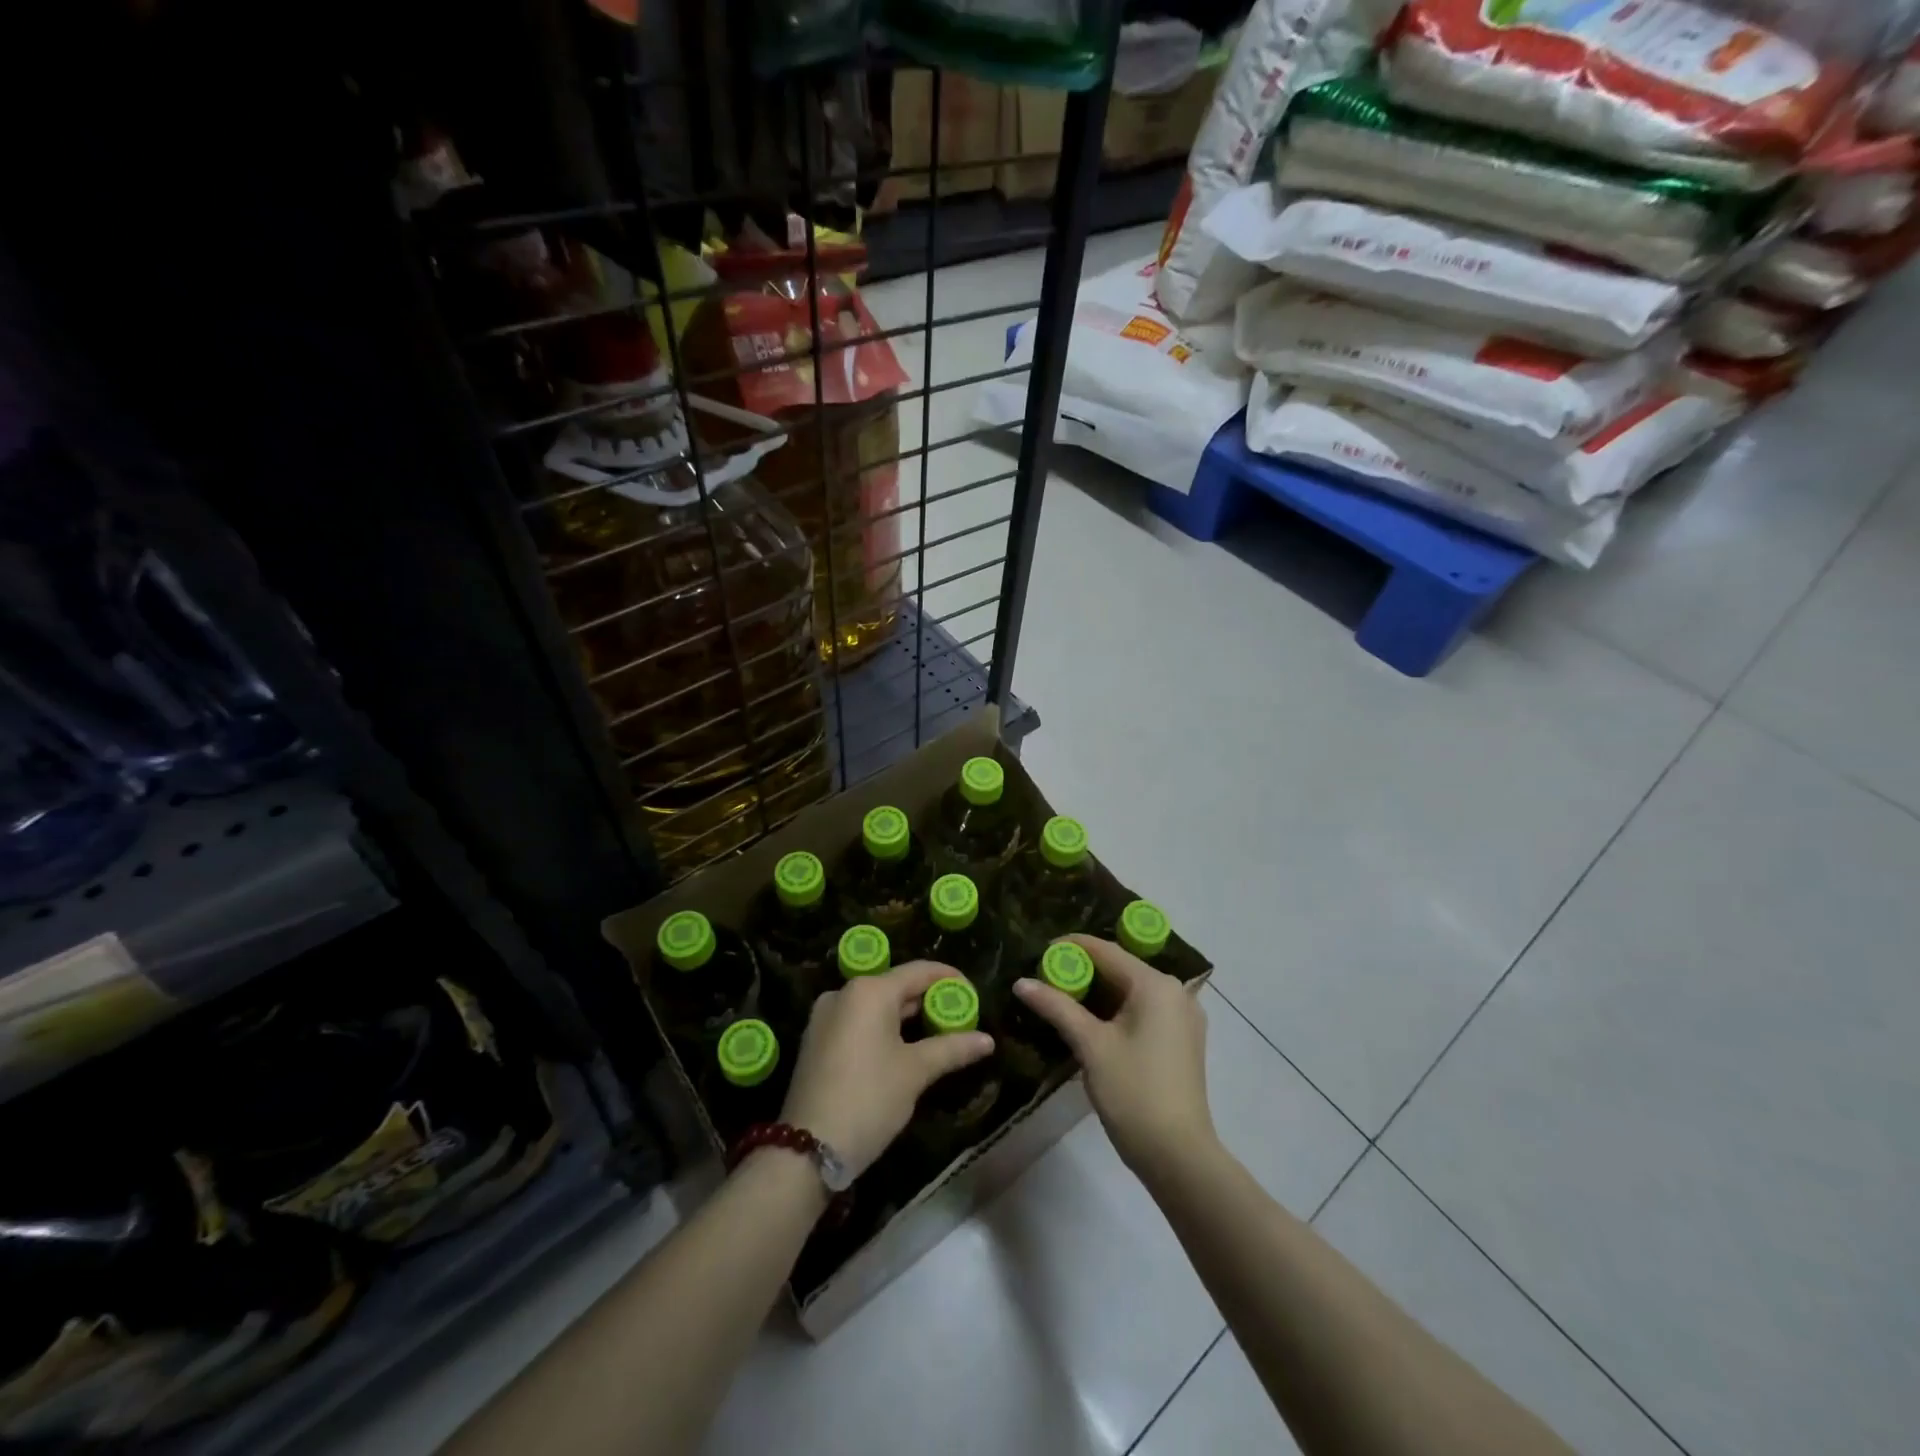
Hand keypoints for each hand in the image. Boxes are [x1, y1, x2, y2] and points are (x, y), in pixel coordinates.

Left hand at [779, 961, 993, 1177]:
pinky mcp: (816, 1040)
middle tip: (960, 1018)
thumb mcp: (916, 1072)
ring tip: (938, 1034)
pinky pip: (859, 1022)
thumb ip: (952, 1048)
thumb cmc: (869, 1099)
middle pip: (896, 987)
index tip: (973, 993)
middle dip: (929, 1001)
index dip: (949, 979)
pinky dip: (884, 1029)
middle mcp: (844, 993)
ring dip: (907, 1017)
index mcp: (869, 990)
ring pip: (876, 1006)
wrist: (807, 1149)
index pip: (919, 972)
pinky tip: (903, 1049)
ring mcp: (825, 1017)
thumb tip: (988, 1040)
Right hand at [1012, 935, 1215, 1183]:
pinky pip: (1145, 1010)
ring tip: (1062, 997)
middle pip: (1121, 968)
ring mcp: (1183, 1017)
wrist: (1179, 1156)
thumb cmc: (1133, 1092)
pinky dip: (1117, 1009)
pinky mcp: (1183, 1040)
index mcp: (1156, 985)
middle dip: (1083, 971)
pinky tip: (1092, 1022)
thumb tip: (1021, 982)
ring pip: (1132, 991)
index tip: (1039, 953)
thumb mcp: (1090, 1045)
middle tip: (1046, 978)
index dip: (1070, 947)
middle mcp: (1175, 992)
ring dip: (1099, 992)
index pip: (1106, 950)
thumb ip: (1056, 1007)